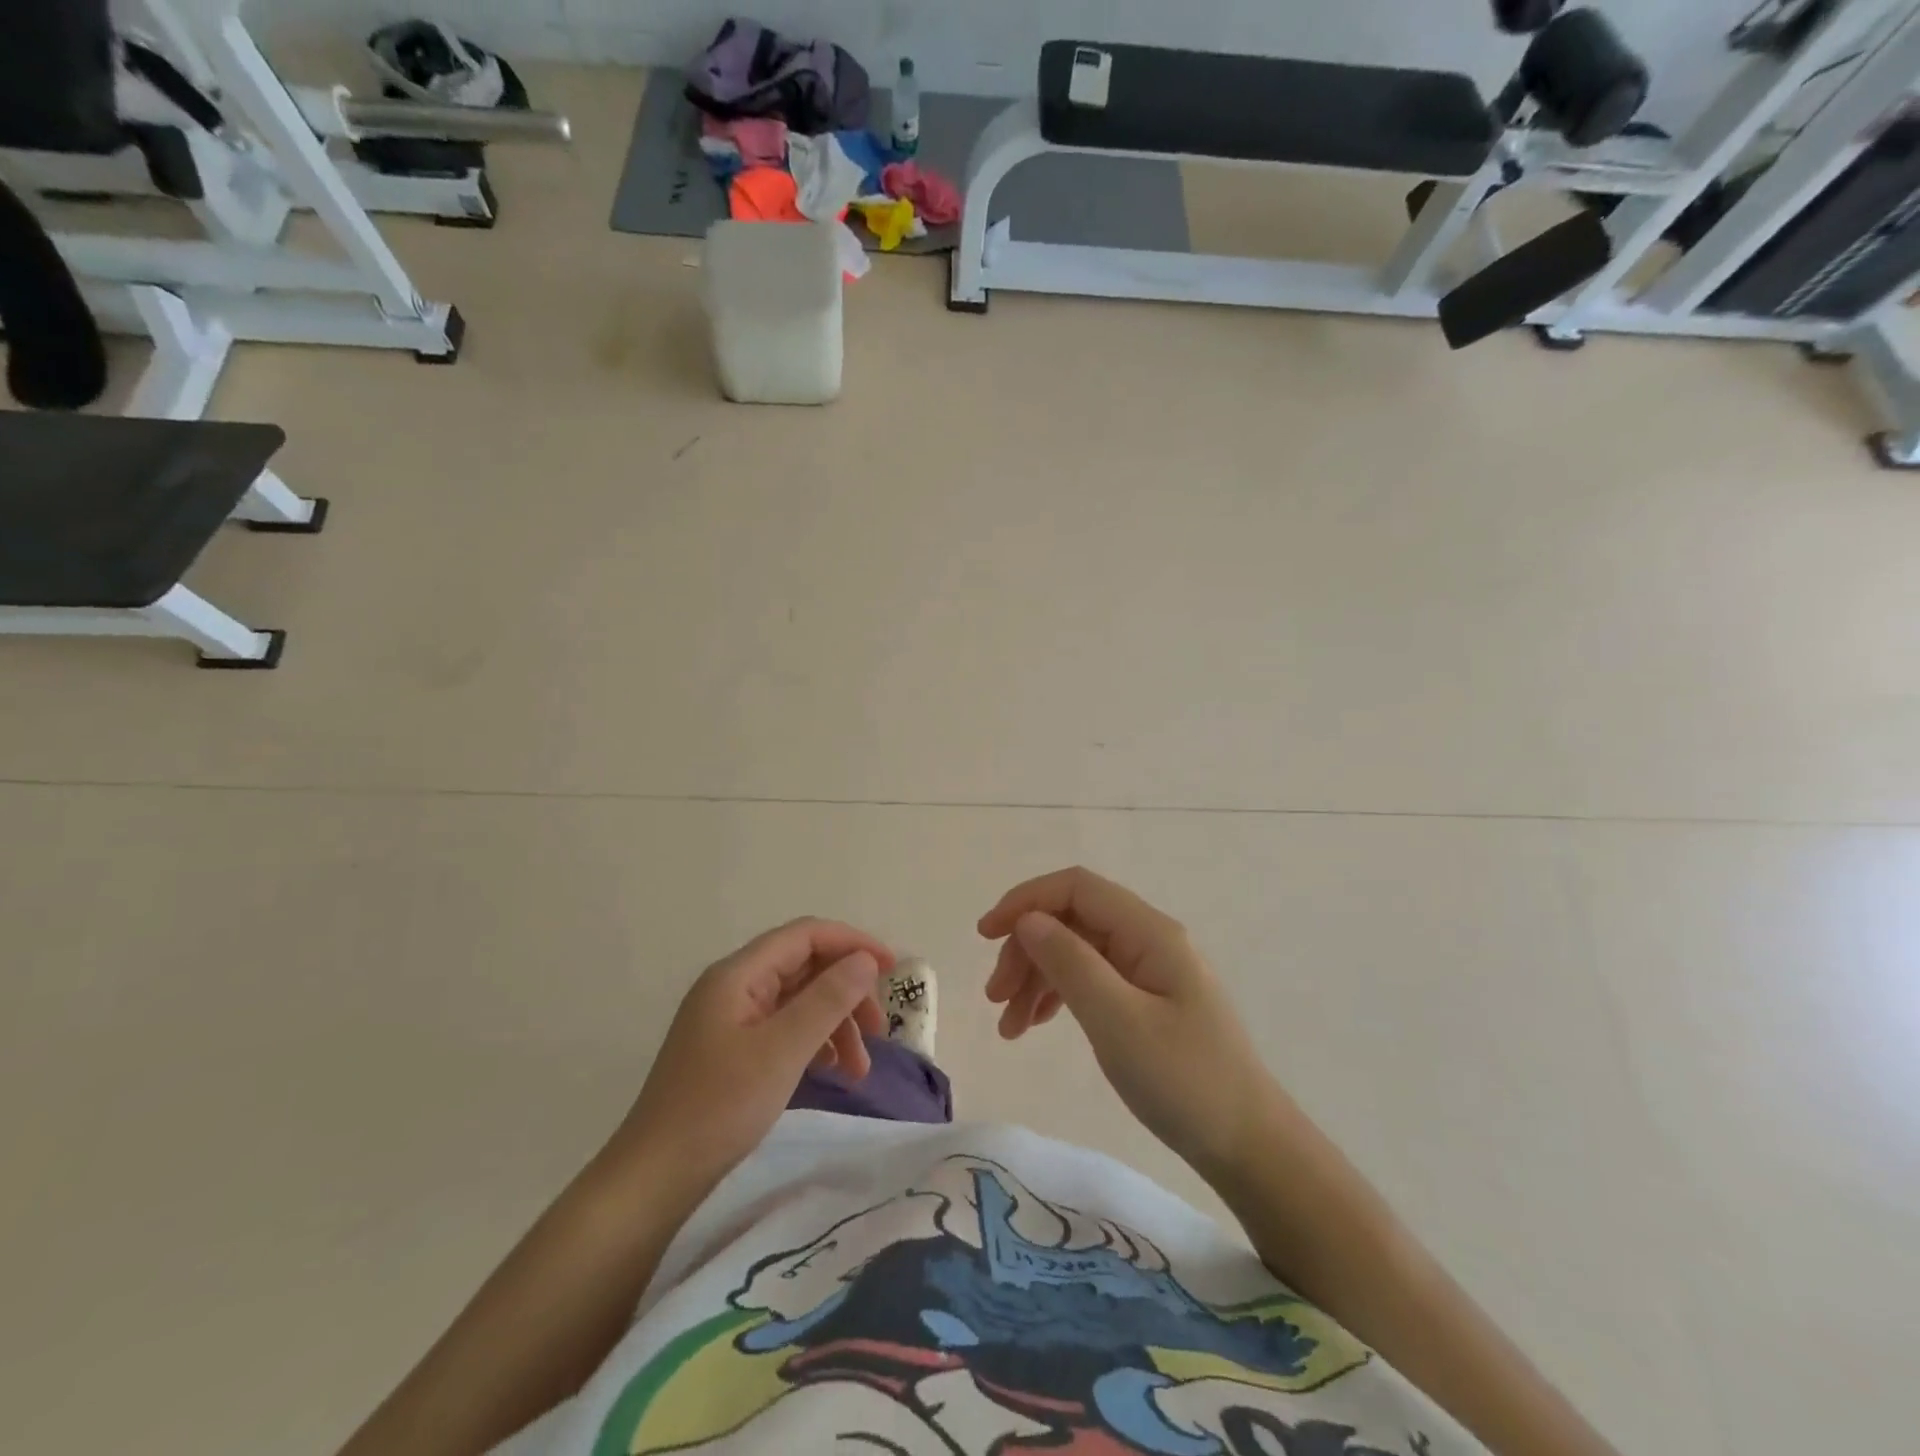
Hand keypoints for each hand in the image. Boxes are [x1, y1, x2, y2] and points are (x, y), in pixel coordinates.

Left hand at [613, 919, 891, 1195]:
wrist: (654, 1180)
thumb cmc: (718, 1107)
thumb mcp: (782, 1051)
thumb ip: (828, 999)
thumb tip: (866, 960)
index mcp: (739, 974)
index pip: (806, 935)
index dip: (852, 943)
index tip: (893, 968)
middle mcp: (735, 986)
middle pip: (806, 967)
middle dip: (848, 991)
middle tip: (879, 1031)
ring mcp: (733, 1019)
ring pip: (800, 1001)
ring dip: (836, 1024)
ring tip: (860, 1069)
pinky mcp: (734, 1050)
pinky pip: (786, 1029)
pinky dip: (816, 1043)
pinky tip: (833, 1071)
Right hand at [980, 867, 1274, 1183]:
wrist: (1248, 1146)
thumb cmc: (1184, 1082)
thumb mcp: (1118, 1021)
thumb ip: (1070, 963)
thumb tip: (1027, 920)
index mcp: (1148, 932)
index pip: (1076, 888)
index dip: (1025, 901)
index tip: (985, 936)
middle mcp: (1147, 939)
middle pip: (1071, 920)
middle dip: (1026, 950)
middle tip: (994, 999)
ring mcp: (1148, 970)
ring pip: (1076, 951)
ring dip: (1036, 977)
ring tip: (1008, 1025)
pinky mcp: (1146, 1000)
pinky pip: (1090, 980)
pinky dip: (1057, 996)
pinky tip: (1034, 1024)